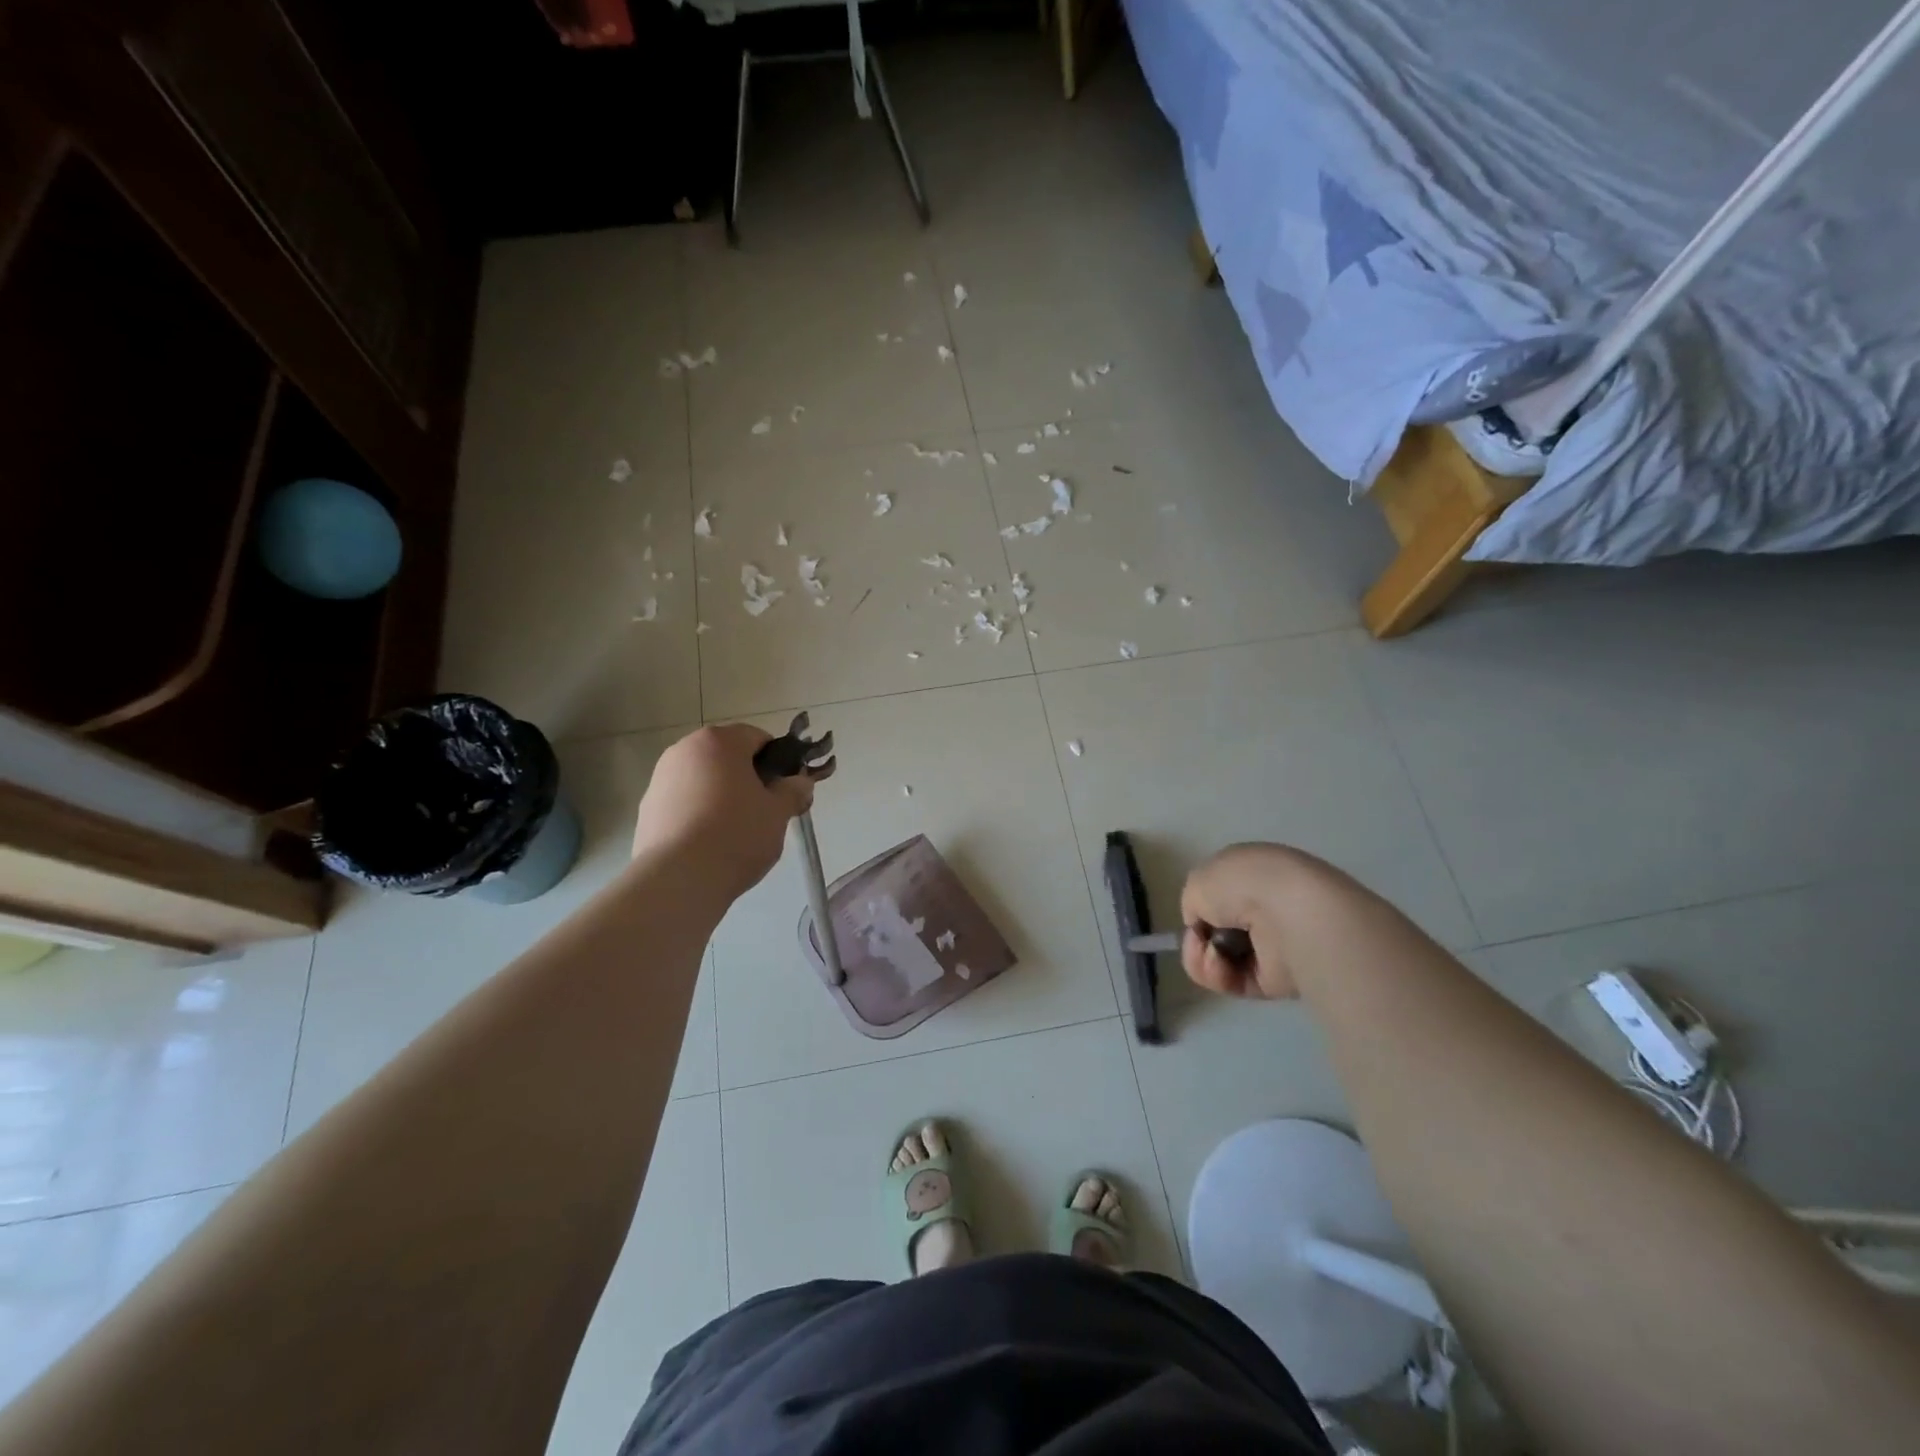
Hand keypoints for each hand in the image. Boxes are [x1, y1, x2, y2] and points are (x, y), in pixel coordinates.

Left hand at [632, 724, 817, 900]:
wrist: (678, 879)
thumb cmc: (736, 834)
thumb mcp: (778, 813)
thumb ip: (793, 791)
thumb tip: (799, 783)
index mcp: (719, 742)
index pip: (757, 738)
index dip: (777, 762)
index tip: (785, 789)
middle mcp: (684, 750)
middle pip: (727, 758)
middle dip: (747, 779)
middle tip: (764, 812)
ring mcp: (660, 779)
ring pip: (703, 780)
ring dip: (721, 796)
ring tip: (735, 833)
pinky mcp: (647, 809)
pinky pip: (683, 803)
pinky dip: (698, 815)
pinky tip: (709, 844)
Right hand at [1178, 842, 1305, 1000]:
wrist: (1289, 915)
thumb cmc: (1241, 884)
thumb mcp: (1198, 880)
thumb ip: (1194, 902)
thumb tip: (1204, 923)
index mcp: (1252, 873)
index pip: (1219, 894)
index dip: (1200, 905)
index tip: (1194, 913)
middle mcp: (1263, 907)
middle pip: (1215, 931)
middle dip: (1197, 938)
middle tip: (1198, 939)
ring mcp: (1270, 944)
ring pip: (1218, 959)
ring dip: (1202, 958)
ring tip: (1210, 953)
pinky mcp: (1274, 979)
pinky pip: (1232, 981)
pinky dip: (1219, 975)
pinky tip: (1220, 964)